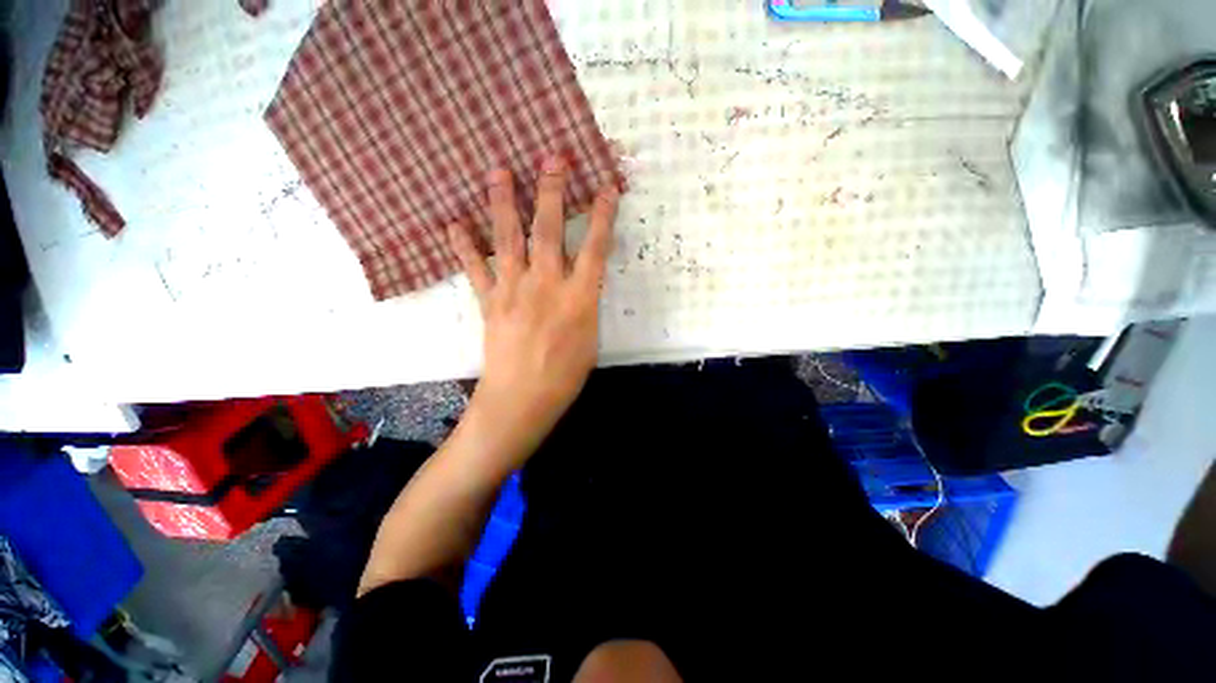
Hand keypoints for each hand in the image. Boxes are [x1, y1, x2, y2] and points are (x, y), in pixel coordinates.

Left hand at [447, 156, 619, 461]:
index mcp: (578, 299)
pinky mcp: (489, 302)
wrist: (521, 400)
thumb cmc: (565, 376)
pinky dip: (464, 244)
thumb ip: (586, 303)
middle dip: (553, 191)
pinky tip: (454, 222)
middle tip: (552, 157)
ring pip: (509, 239)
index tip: (606, 186)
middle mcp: (546, 286)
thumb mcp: (591, 338)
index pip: (595, 247)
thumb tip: (584, 279)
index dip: (602, 215)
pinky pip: (475, 268)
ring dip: (504, 203)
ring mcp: (513, 291)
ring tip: (498, 170)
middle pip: (550, 231)